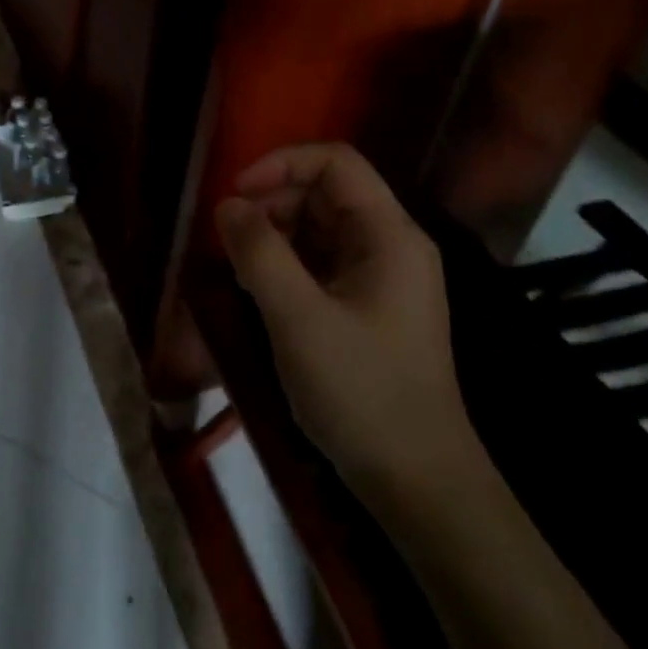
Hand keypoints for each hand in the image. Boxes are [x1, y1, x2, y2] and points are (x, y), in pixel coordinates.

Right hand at [215, 142, 476, 514]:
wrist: (420, 486)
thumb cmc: (362, 393)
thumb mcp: (299, 319)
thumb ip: (259, 253)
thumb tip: (228, 205)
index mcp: (389, 235)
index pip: (335, 162)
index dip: (282, 164)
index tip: (237, 193)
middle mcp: (391, 244)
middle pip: (326, 192)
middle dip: (273, 202)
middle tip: (232, 239)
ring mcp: (382, 276)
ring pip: (320, 226)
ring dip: (276, 234)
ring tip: (241, 267)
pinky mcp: (369, 305)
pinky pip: (322, 261)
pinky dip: (287, 263)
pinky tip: (260, 289)